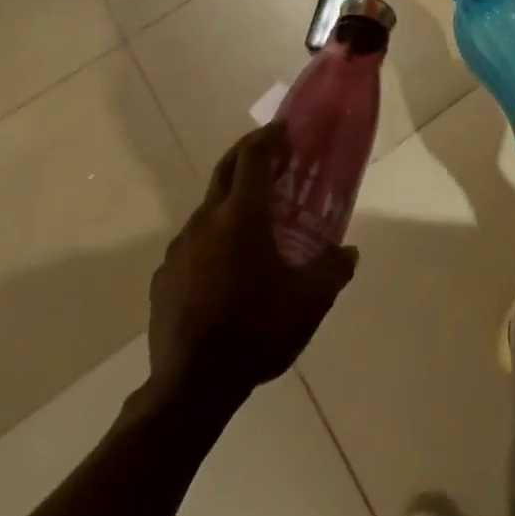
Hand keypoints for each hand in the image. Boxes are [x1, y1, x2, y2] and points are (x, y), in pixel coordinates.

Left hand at [145, 123, 356, 402]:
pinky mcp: (164, 277)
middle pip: (226, 169)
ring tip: (254, 218)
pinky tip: (225, 266)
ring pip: (208, 208)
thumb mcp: (310, 301)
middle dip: (248, 152)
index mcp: (242, 215)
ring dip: (231, 199)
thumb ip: (334, 269)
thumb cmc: (256, 330)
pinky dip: (212, 238)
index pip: (254, 156)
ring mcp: (180, 248)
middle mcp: (207, 220)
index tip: (284, 128)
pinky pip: (192, 244)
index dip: (269, 136)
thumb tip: (350, 252)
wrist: (191, 387)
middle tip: (271, 152)